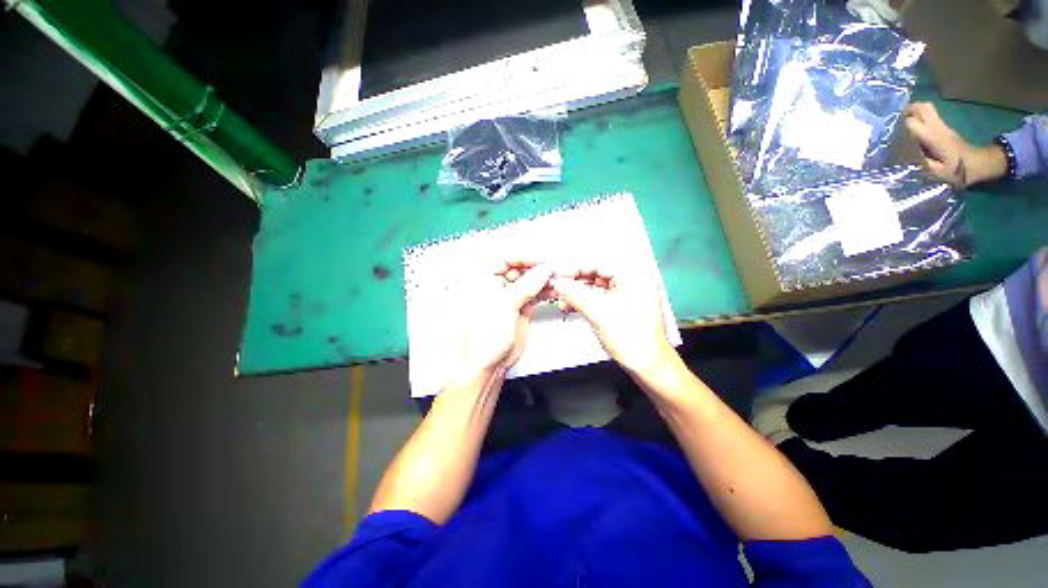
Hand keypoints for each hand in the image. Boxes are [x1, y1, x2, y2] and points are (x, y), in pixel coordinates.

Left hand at [457, 260, 553, 376]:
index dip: (523, 258)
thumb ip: (525, 286)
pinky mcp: (522, 309)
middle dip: (537, 269)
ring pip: (530, 282)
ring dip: (543, 280)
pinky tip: (553, 290)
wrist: (489, 363)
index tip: (539, 261)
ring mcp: (511, 298)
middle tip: (552, 271)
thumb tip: (541, 271)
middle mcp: (498, 288)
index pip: (505, 260)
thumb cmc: (483, 338)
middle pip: (520, 270)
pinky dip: (545, 292)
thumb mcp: (504, 306)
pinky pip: (535, 295)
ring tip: (556, 280)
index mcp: (485, 282)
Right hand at [551, 265, 675, 375]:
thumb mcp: (598, 313)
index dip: (575, 269)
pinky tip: (571, 306)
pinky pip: (600, 299)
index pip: (598, 264)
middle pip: (596, 275)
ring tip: (562, 298)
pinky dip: (585, 302)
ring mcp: (627, 296)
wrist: (648, 365)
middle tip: (558, 286)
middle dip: (575, 282)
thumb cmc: (633, 340)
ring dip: (578, 293)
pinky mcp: (622, 308)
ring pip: (596, 288)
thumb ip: (575, 295)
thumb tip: (559, 283)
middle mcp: (632, 283)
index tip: (559, 275)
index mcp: (633, 277)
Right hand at [904, 102, 1006, 187]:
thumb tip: (900, 157)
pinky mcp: (942, 127)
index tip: (887, 133)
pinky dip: (918, 116)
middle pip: (921, 107)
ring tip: (901, 123)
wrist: (977, 164)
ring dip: (912, 111)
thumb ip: (919, 163)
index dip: (897, 126)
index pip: (911, 123)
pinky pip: (928, 115)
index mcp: (933, 137)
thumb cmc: (957, 171)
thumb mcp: (937, 173)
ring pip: (925, 108)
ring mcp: (941, 125)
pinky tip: (911, 128)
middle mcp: (937, 127)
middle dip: (906, 111)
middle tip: (894, 123)